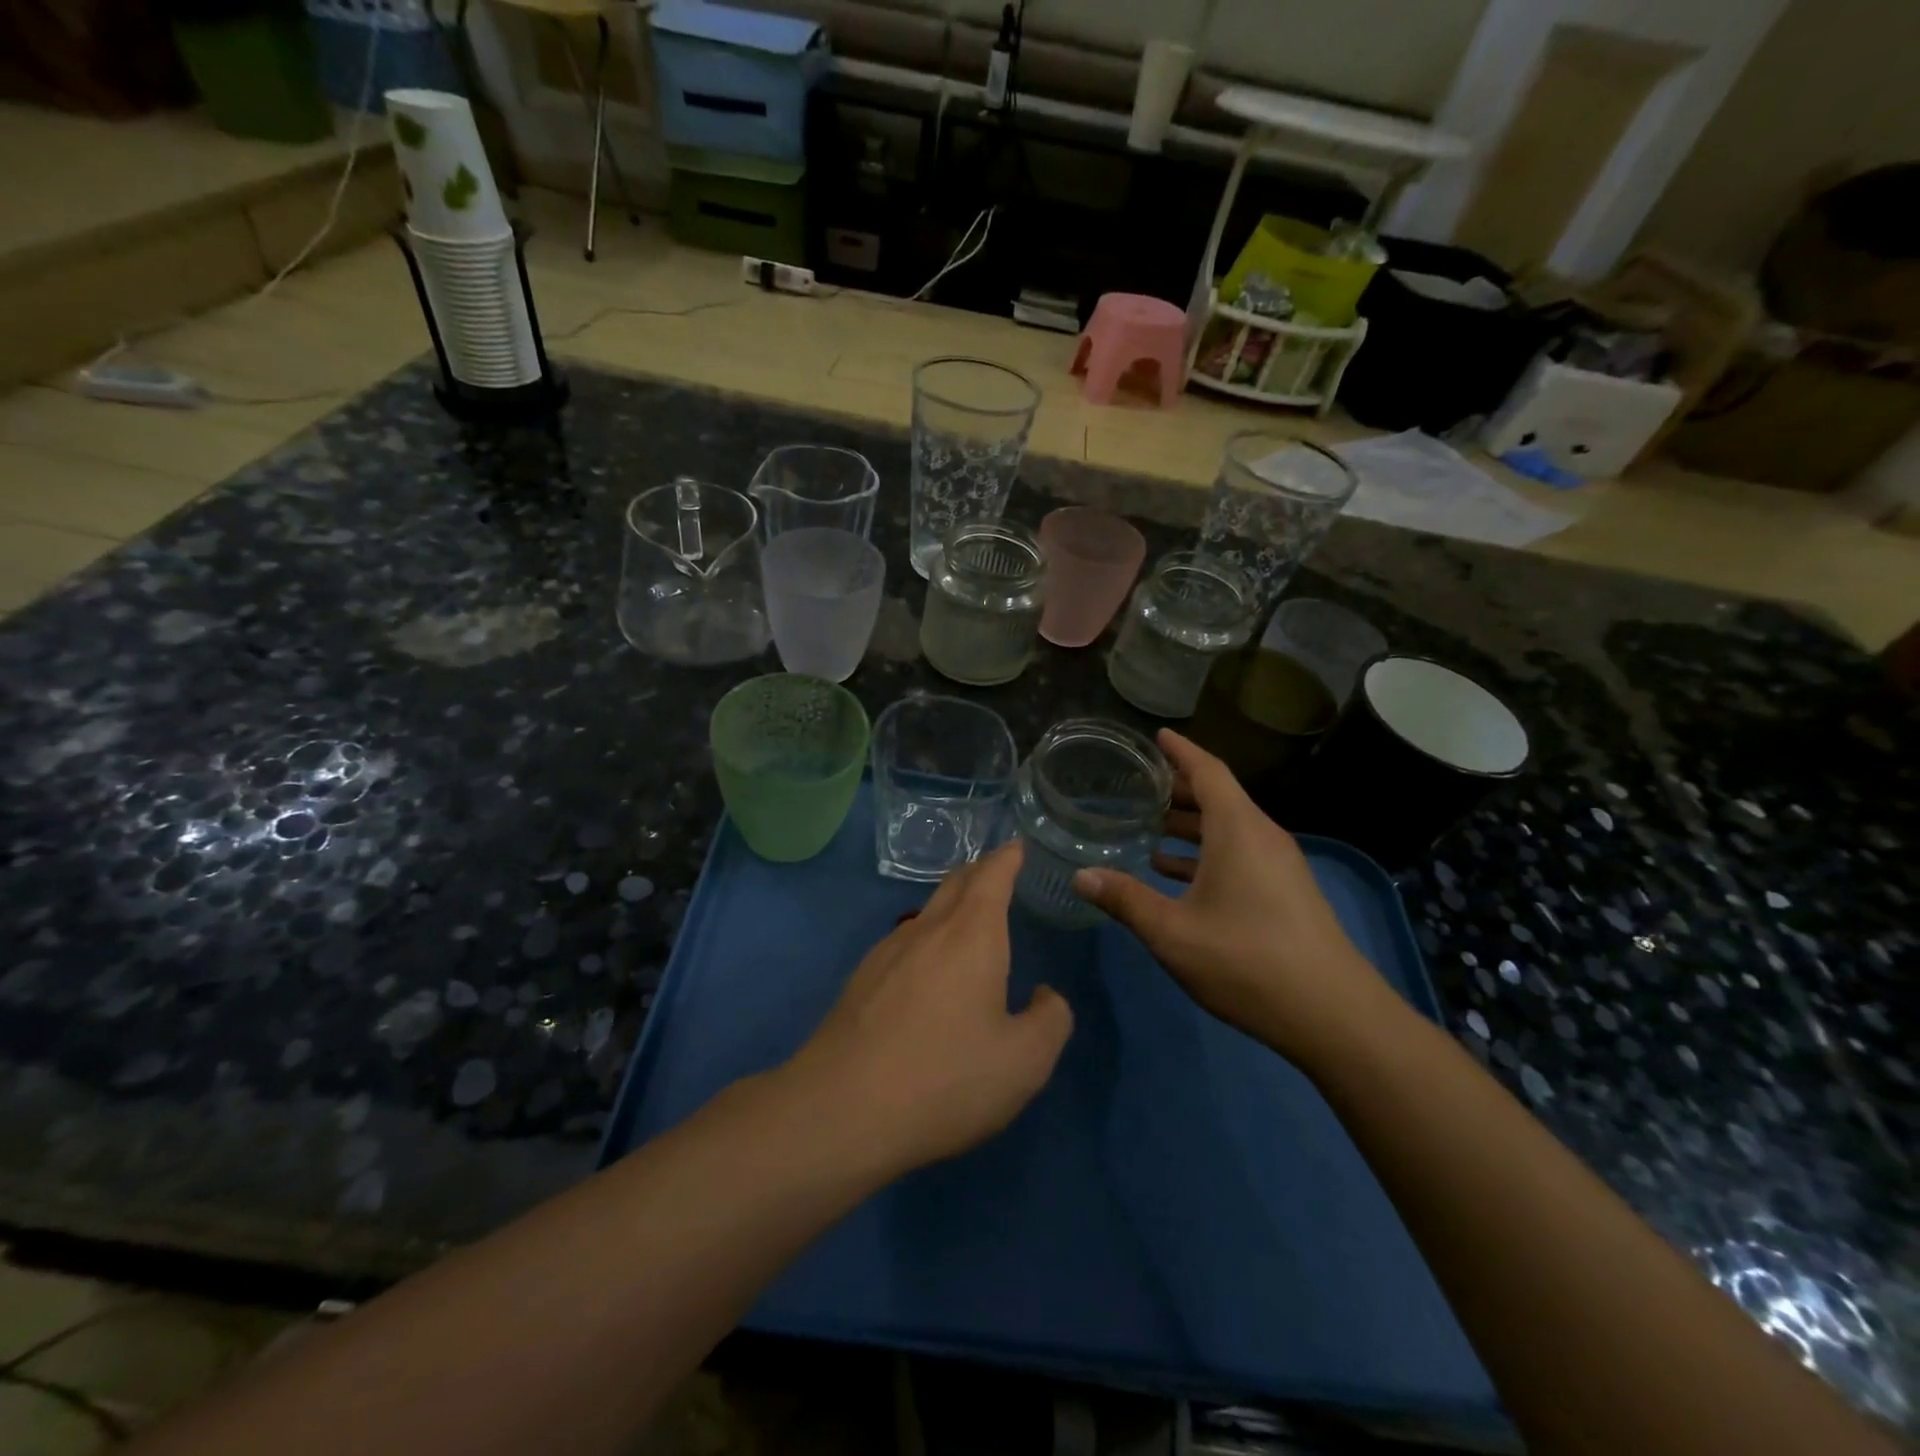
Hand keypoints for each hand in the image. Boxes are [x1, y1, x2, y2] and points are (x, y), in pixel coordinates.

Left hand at [787, 841, 1073, 1174]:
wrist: (840, 1110)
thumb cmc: (944, 1079)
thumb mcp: (1024, 1062)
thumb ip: (1050, 1020)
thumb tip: (1045, 995)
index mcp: (970, 935)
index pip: (991, 875)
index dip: (1007, 857)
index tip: (1017, 846)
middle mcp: (927, 930)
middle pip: (955, 883)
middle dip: (980, 871)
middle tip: (999, 871)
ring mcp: (886, 952)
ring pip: (927, 911)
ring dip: (952, 904)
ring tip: (969, 919)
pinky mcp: (861, 980)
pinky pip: (905, 941)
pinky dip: (928, 937)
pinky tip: (929, 971)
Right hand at [1072, 729, 1396, 1066]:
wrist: (1334, 1015)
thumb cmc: (1247, 961)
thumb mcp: (1173, 932)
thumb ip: (1125, 899)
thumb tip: (1081, 875)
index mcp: (1238, 830)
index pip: (1208, 771)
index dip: (1180, 750)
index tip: (1156, 736)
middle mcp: (1262, 837)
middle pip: (1218, 796)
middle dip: (1178, 788)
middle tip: (1136, 786)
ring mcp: (1279, 865)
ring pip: (1229, 827)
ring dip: (1190, 823)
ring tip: (1148, 827)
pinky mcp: (1285, 891)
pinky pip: (1239, 852)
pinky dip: (1206, 851)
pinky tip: (1174, 872)